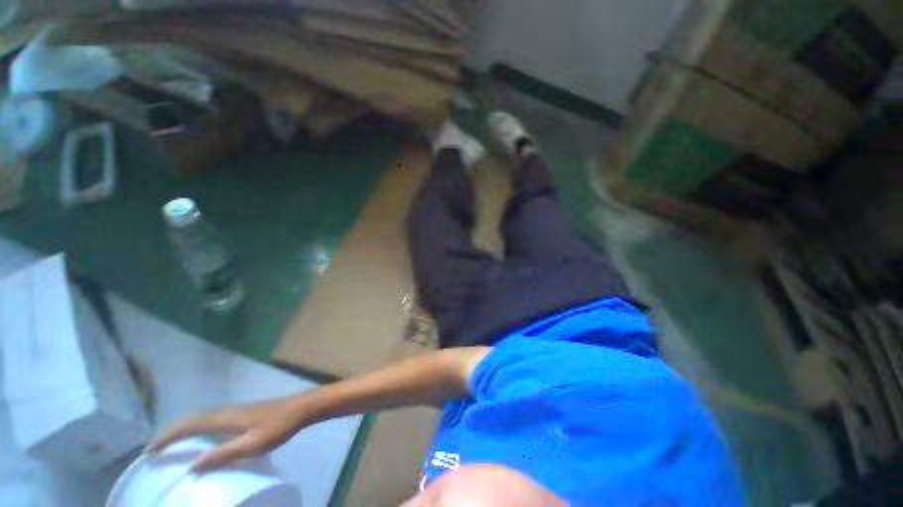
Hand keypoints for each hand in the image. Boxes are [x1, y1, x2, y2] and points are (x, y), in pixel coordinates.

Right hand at [148, 398, 306, 471]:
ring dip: (183, 429)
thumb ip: (222, 455)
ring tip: (171, 445)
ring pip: (201, 418)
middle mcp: (226, 411)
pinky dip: (198, 428)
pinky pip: (212, 420)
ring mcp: (235, 410)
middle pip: (191, 420)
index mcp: (224, 418)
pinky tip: (202, 438)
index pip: (188, 425)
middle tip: (155, 449)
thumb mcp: (251, 446)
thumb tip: (190, 467)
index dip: (167, 436)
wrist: (300, 408)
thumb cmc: (277, 427)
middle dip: (171, 432)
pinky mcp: (242, 414)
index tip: (149, 450)